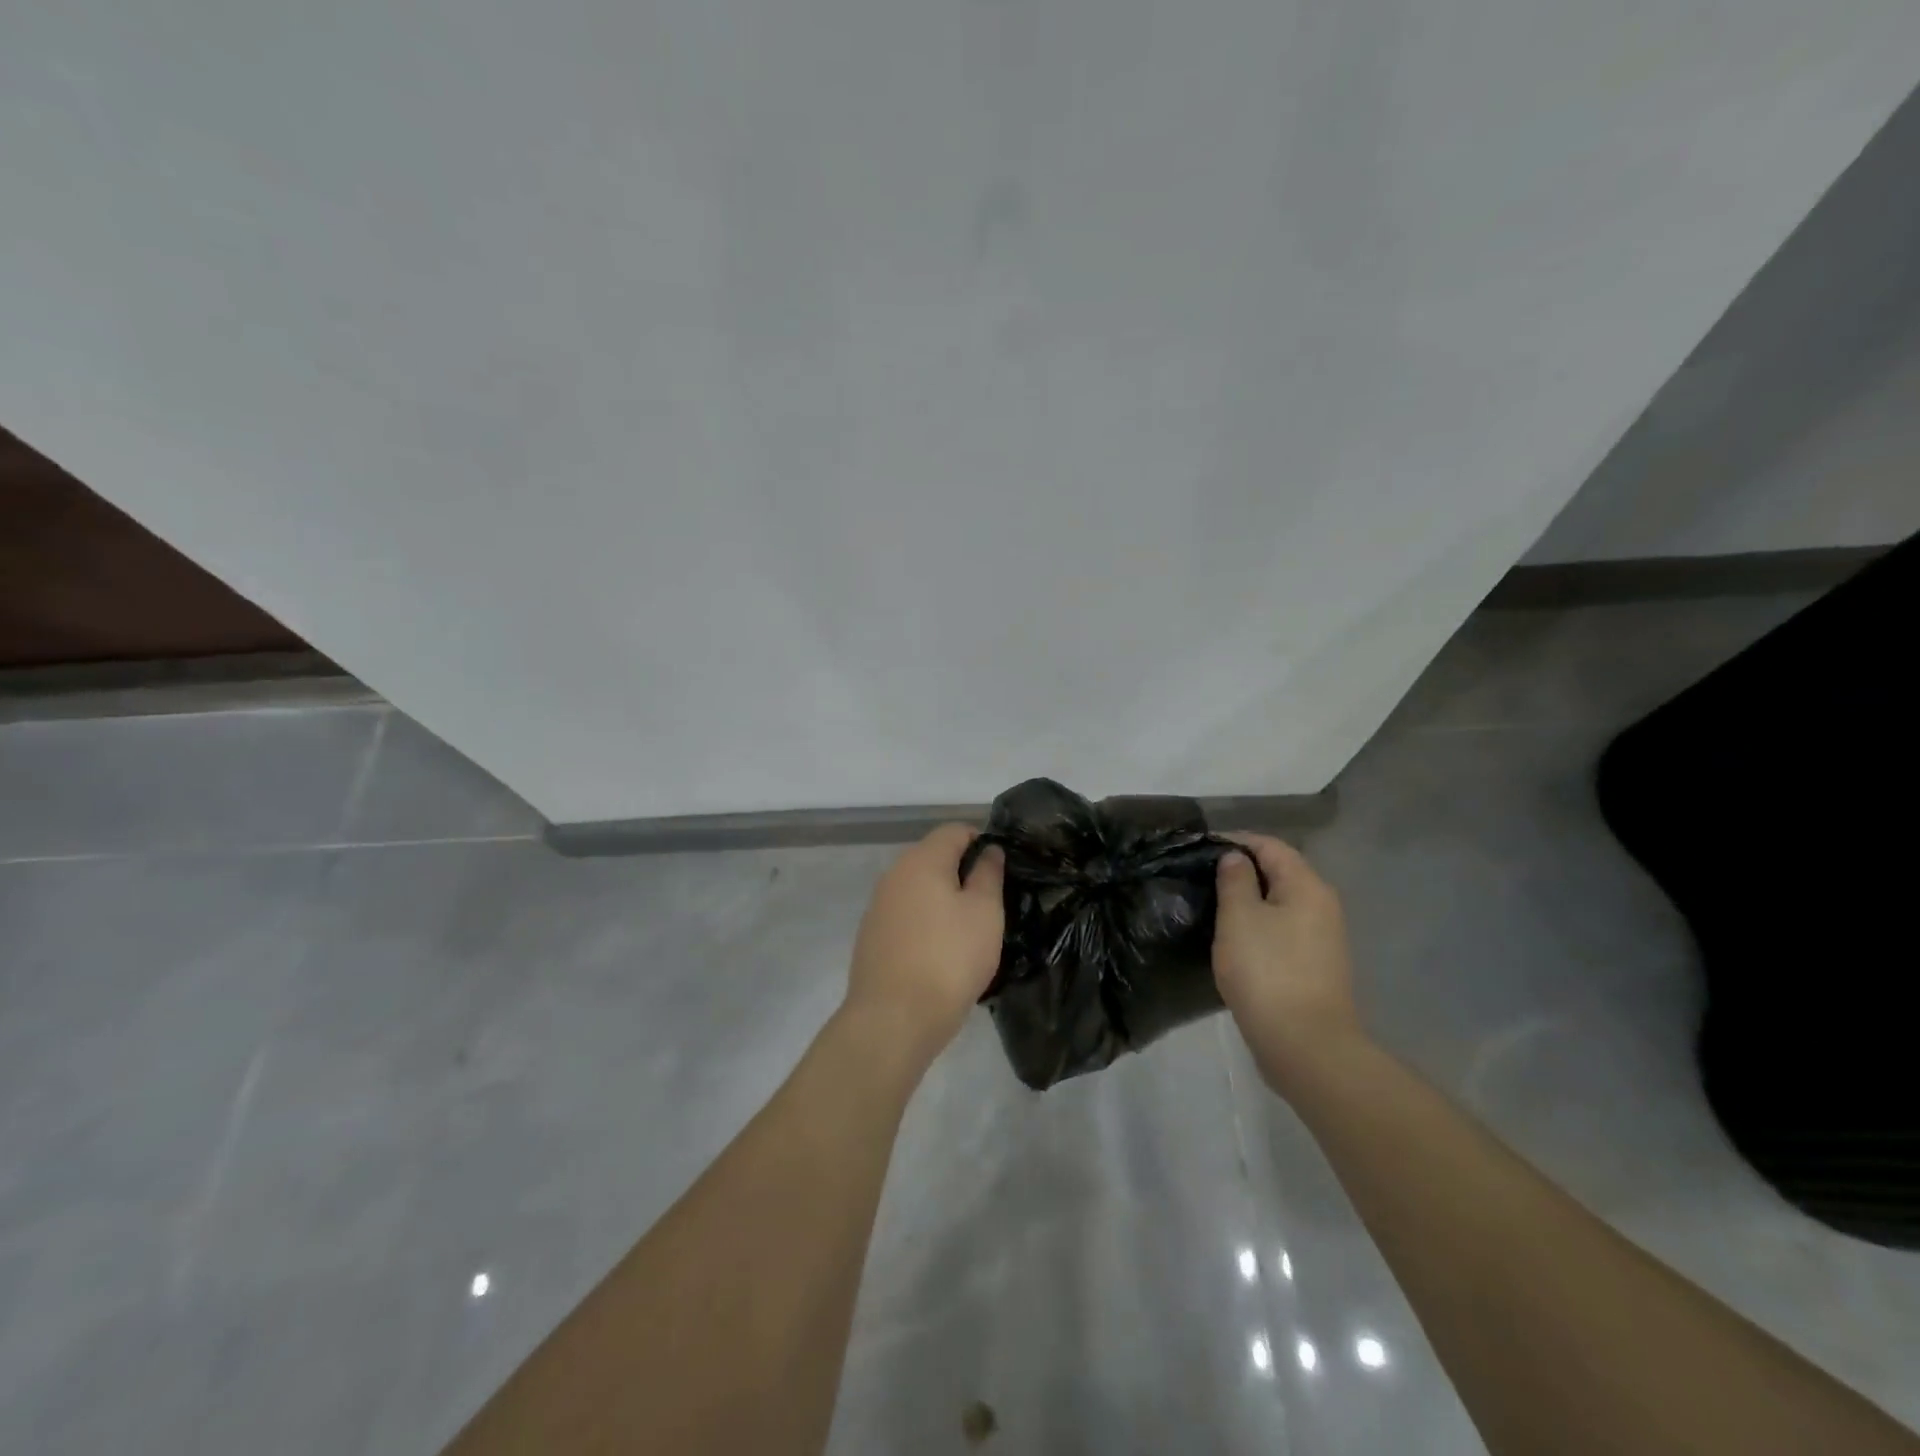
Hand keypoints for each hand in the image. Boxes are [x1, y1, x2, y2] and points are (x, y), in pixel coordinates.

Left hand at [843, 824, 1004, 1069]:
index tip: (1001, 869)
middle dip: (962, 872)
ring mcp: (878, 905)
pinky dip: (926, 922)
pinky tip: (941, 951)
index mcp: (922, 860)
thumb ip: (988, 874)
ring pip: (919, 888)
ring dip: (944, 899)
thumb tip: (988, 850)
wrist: (893, 1018)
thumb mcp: (984, 913)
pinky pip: (906, 914)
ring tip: (969, 930)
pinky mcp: (872, 935)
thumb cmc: (949, 959)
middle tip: (991, 903)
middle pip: (934, 857)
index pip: (954, 830)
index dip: (981, 840)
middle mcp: (894, 874)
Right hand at [1213, 833, 1365, 1093]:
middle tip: (1202, 876)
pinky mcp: (1315, 966)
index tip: (1200, 847)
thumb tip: (1235, 858)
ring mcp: (1322, 938)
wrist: (1305, 1045)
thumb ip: (1235, 880)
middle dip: (1242, 870)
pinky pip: (1283, 930)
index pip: (1270, 846)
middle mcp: (1322, 905)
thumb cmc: (1267, 971)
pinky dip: (1258, 925)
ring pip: (1280, 903)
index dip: (1236, 840)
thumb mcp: (1239, 918)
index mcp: (1306, 886)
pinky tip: (1233, 938)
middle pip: (1280, 872)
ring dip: (1249, 899)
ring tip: (1212, 904)